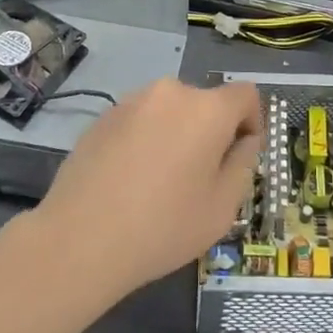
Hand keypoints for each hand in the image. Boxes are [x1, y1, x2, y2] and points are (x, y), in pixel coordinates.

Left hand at [34, 79, 263, 292]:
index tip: (240, 156)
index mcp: (207, 109)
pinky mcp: (102, 117)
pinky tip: (130, 180)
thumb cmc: (163, 226)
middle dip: (211, 131)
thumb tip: (242, 141)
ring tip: (160, 181)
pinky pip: (140, 121)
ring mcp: (131, 101)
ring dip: (176, 134)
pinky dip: (145, 140)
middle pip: (205, 103)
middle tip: (200, 177)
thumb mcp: (222, 207)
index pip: (245, 95)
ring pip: (170, 111)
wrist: (80, 240)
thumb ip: (243, 164)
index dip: (252, 121)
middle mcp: (170, 93)